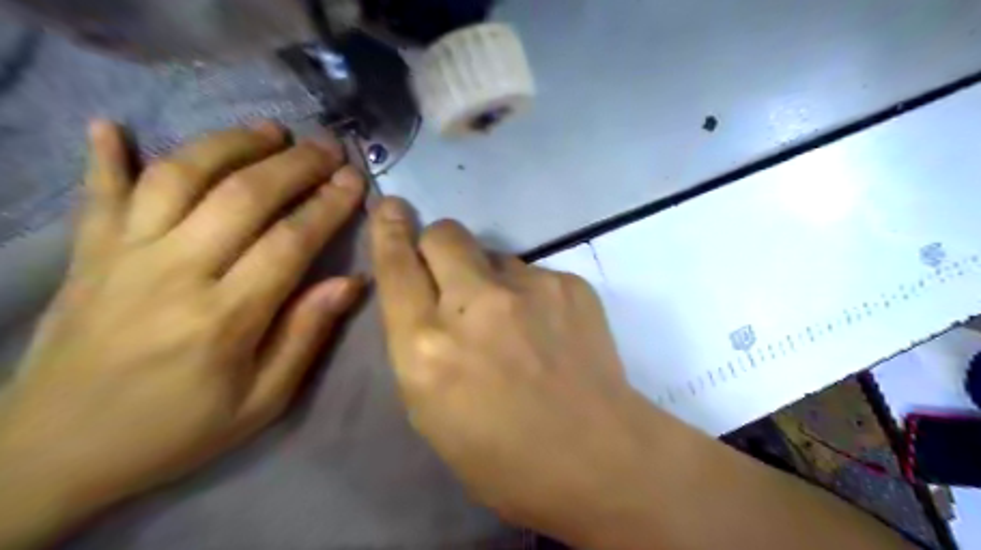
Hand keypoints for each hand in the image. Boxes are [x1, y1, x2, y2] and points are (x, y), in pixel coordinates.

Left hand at [1, 121, 363, 545]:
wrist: (51, 454)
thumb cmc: (176, 430)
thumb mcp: (261, 402)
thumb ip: (306, 335)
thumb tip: (351, 282)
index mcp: (225, 317)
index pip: (290, 241)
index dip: (328, 205)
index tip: (355, 179)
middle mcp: (175, 272)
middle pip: (243, 196)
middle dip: (294, 164)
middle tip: (328, 148)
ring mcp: (123, 256)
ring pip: (180, 176)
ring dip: (230, 144)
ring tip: (269, 130)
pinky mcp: (86, 254)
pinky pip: (97, 192)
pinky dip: (105, 154)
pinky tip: (114, 124)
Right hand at [368, 200, 666, 546]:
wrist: (598, 457)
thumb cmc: (503, 456)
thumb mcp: (432, 411)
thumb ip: (421, 344)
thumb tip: (429, 298)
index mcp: (428, 348)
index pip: (397, 267)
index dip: (389, 233)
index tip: (390, 208)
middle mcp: (474, 305)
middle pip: (445, 234)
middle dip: (438, 244)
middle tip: (452, 273)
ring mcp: (528, 288)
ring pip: (493, 254)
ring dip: (490, 278)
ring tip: (513, 322)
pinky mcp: (568, 283)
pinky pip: (533, 272)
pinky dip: (529, 294)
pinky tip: (548, 330)